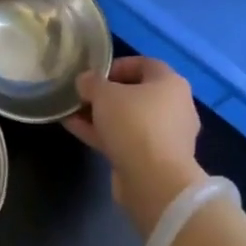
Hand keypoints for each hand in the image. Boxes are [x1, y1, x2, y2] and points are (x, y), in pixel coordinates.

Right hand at [64, 56, 204, 236]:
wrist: (154, 181)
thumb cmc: (134, 124)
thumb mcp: (105, 94)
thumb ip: (91, 83)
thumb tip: (85, 81)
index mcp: (170, 83)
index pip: (144, 64)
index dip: (117, 66)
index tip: (93, 75)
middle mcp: (174, 107)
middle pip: (136, 93)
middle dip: (105, 94)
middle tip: (82, 96)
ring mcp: (165, 136)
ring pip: (129, 119)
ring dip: (101, 116)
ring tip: (72, 113)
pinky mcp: (154, 159)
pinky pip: (126, 139)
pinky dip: (104, 134)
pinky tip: (75, 130)